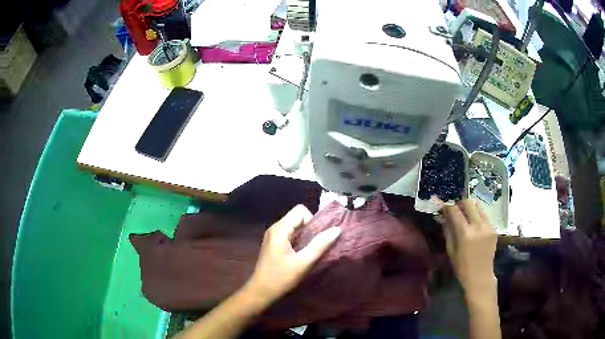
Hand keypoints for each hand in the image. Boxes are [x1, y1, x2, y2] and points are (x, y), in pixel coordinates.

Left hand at [242, 205, 340, 306]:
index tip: (316, 238)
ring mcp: (272, 235)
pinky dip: (298, 240)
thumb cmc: (281, 278)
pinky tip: (300, 254)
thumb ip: (320, 245)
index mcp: (280, 229)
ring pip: (294, 225)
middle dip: (310, 228)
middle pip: (297, 216)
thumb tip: (337, 229)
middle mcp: (274, 228)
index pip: (300, 210)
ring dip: (305, 235)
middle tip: (315, 246)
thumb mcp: (304, 262)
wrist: (261, 291)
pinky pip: (289, 233)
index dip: (312, 221)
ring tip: (308, 251)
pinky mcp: (272, 243)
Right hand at [440, 199, 497, 293]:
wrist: (480, 275)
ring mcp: (488, 226)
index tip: (444, 208)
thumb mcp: (451, 250)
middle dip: (460, 203)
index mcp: (465, 234)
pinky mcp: (493, 228)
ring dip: (470, 208)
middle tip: (455, 209)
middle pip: (469, 203)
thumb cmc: (462, 267)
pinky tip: (474, 225)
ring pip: (478, 206)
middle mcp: (478, 226)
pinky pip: (484, 216)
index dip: (448, 207)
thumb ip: (448, 231)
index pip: (455, 211)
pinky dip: (477, 216)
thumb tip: (445, 217)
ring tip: (465, 215)